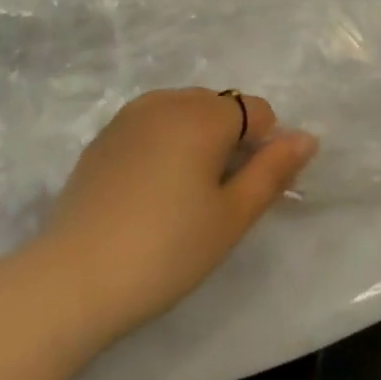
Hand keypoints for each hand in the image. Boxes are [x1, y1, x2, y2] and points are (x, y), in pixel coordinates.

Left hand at [38, 89, 317, 339]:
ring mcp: (130, 115)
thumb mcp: (231, 217)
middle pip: (218, 106)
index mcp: (204, 114)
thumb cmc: (166, 250)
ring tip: (182, 194)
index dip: (263, 146)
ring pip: (183, 112)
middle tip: (215, 198)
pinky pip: (150, 124)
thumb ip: (273, 171)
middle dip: (228, 139)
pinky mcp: (103, 137)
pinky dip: (162, 144)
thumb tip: (307, 138)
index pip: (255, 110)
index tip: (245, 191)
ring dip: (195, 139)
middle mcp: (168, 101)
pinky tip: (148, 191)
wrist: (73, 278)